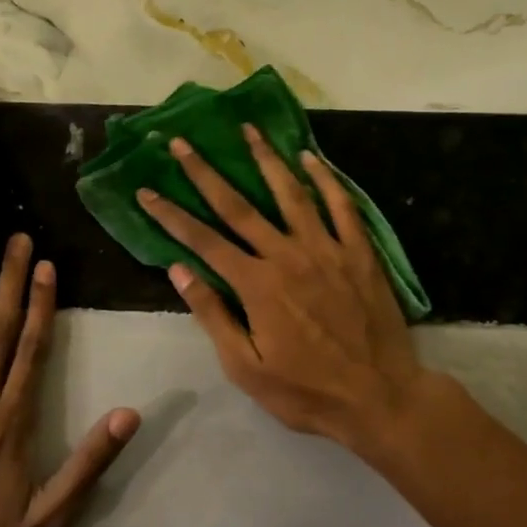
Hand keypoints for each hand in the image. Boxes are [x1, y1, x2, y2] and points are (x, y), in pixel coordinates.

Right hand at [136, 127, 430, 456]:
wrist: (380, 398)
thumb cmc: (307, 391)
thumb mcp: (246, 367)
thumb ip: (212, 315)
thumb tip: (178, 271)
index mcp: (256, 285)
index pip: (202, 241)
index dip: (171, 215)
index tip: (146, 191)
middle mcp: (288, 255)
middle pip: (238, 206)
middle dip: (205, 172)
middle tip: (182, 142)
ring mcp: (327, 249)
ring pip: (291, 193)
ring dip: (266, 159)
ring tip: (247, 129)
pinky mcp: (360, 253)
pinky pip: (342, 206)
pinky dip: (326, 179)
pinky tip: (311, 157)